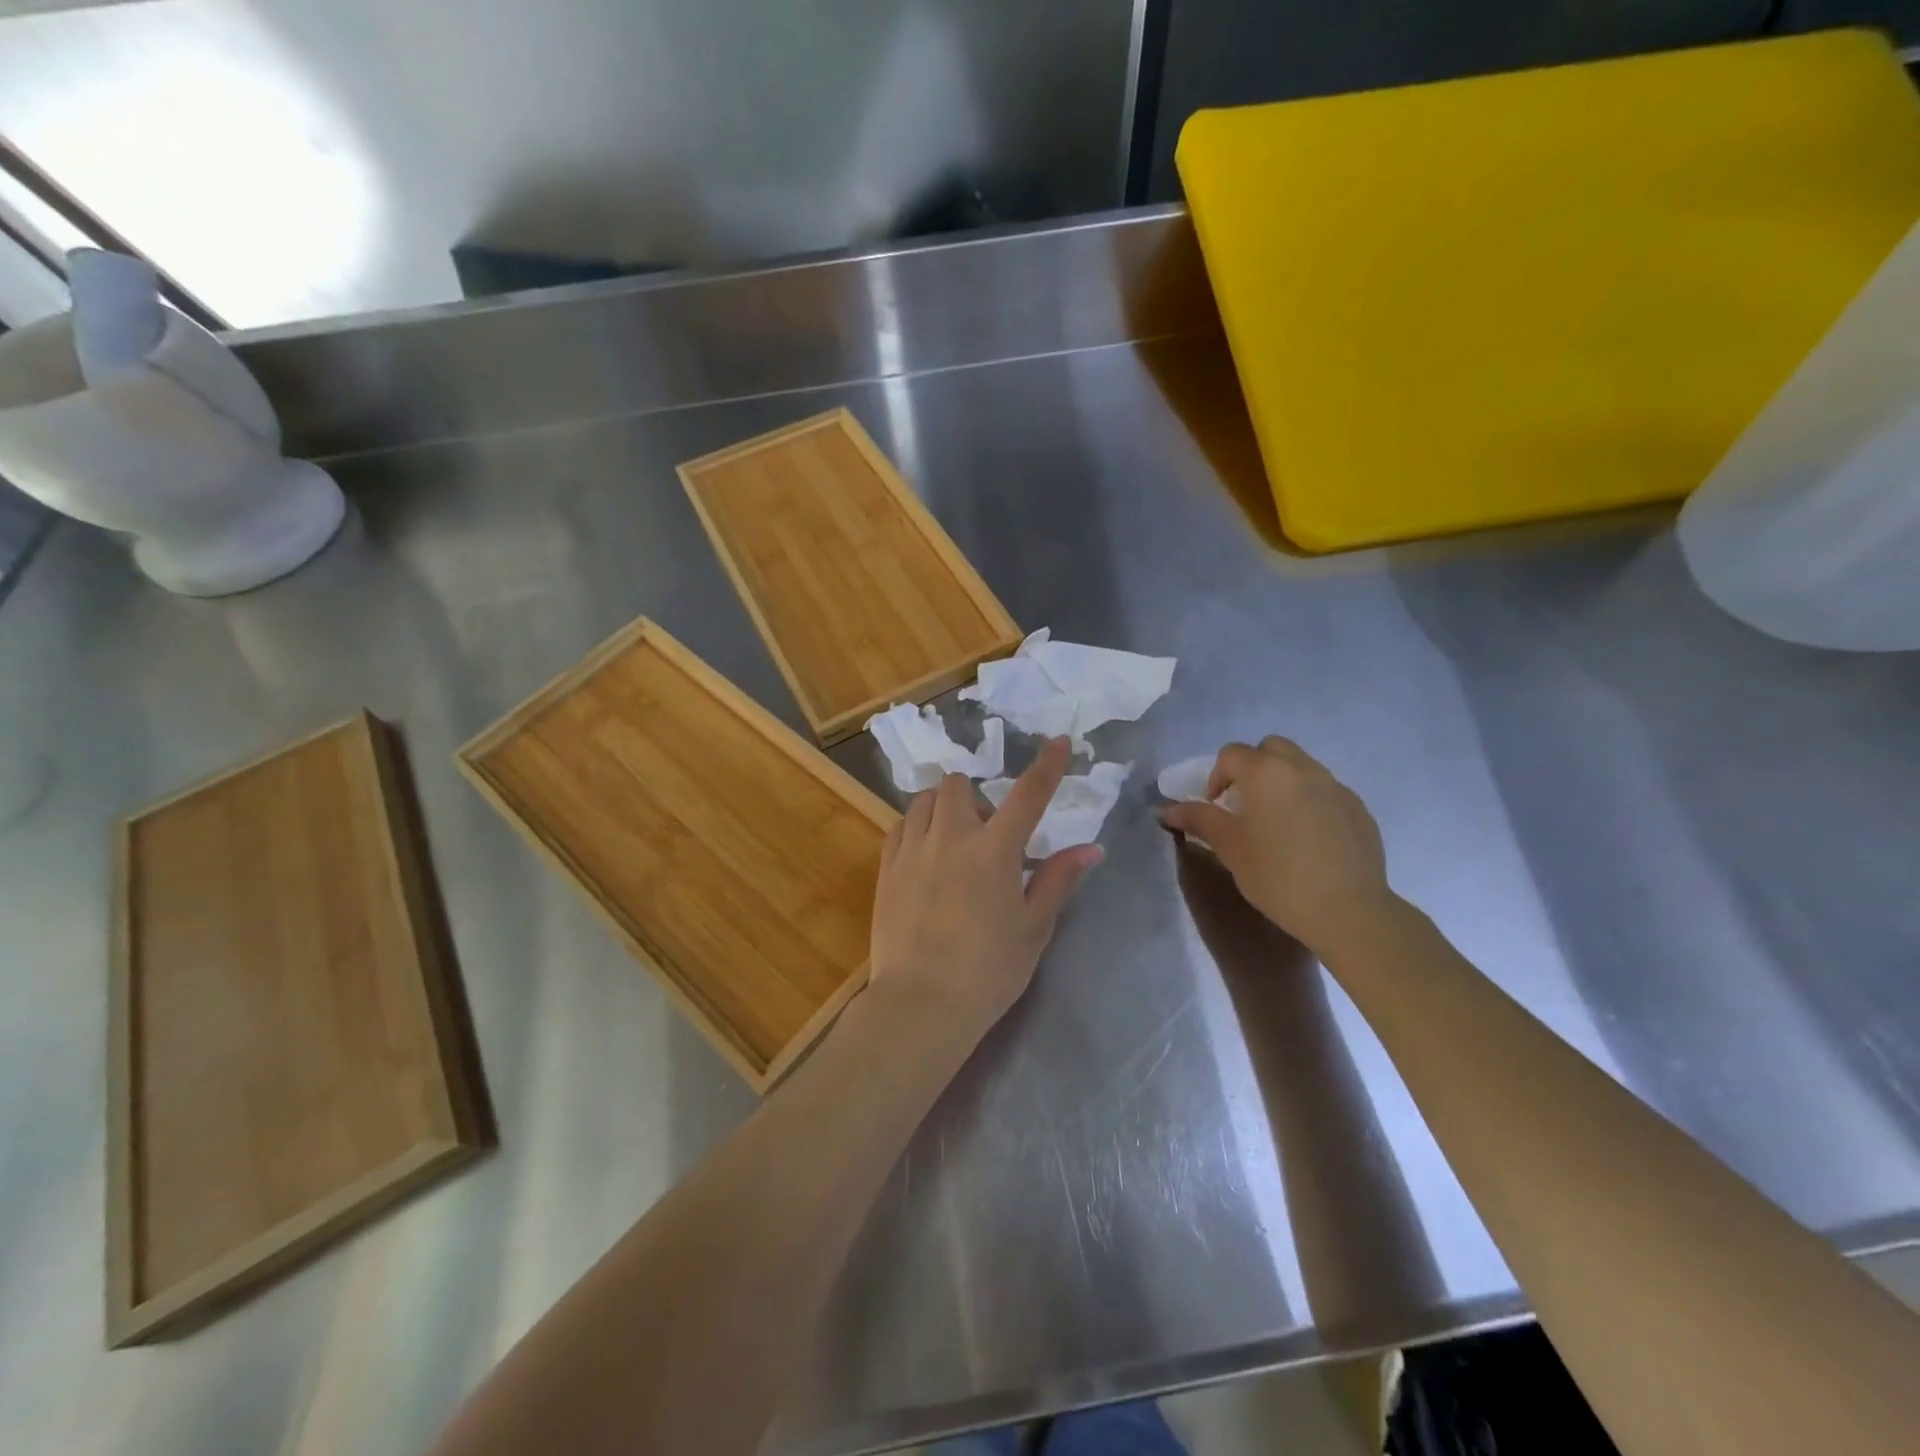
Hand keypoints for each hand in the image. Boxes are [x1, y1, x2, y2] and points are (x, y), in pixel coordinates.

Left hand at [869, 737, 1103, 1036]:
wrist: (921, 1003)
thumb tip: (1090, 848)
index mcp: (994, 850)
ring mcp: (912, 851)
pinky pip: (899, 827)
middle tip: (985, 834)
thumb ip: (1057, 880)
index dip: (1047, 766)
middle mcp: (950, 838)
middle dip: (974, 796)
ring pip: (923, 801)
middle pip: (957, 785)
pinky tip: (924, 855)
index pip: (1028, 795)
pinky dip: (916, 828)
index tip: (1059, 742)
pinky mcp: (886, 870)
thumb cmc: (989, 970)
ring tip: (952, 841)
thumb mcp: (1033, 927)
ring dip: (942, 808)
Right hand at [1160, 737, 1395, 955]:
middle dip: (1252, 768)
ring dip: (1282, 782)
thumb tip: (1166, 809)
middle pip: (1270, 749)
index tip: (1215, 807)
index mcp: (1266, 772)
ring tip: (1277, 823)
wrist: (1347, 910)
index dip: (1216, 777)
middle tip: (1245, 804)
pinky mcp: (1358, 809)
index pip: (1231, 754)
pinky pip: (1325, 791)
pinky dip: (1309, 801)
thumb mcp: (1230, 847)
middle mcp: (1303, 768)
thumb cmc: (1277, 875)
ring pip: (1301, 767)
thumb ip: (1199, 820)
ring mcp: (1335, 786)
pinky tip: (1308, 840)